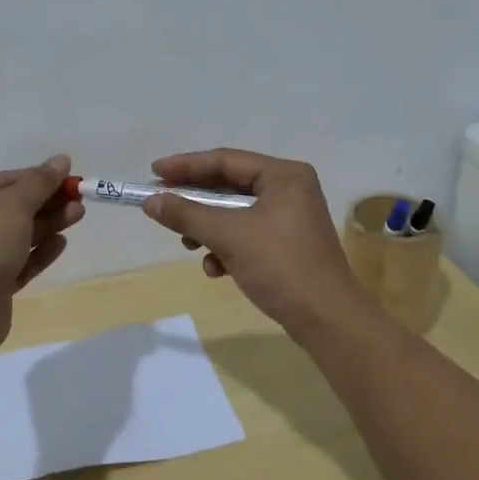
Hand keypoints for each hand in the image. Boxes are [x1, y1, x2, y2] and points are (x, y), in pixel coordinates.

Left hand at [0, 155, 82, 341]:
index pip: (1, 181)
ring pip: (15, 236)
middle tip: (79, 198)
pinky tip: (61, 243)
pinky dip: (38, 252)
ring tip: (79, 215)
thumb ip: (39, 181)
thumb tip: (60, 160)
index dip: (36, 177)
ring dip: (47, 224)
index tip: (68, 176)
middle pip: (10, 209)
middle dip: (46, 202)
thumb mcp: (14, 204)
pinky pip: (16, 262)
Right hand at [142, 148, 371, 329]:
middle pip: (230, 186)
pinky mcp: (288, 244)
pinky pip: (247, 235)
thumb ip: (187, 215)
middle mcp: (290, 189)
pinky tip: (216, 269)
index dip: (186, 166)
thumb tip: (151, 202)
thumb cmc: (281, 266)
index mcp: (283, 175)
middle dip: (195, 201)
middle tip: (162, 206)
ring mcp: (290, 218)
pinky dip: (227, 247)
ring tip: (187, 244)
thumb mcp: (229, 236)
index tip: (153, 173)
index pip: (226, 160)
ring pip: (235, 213)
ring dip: (208, 228)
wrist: (327, 319)